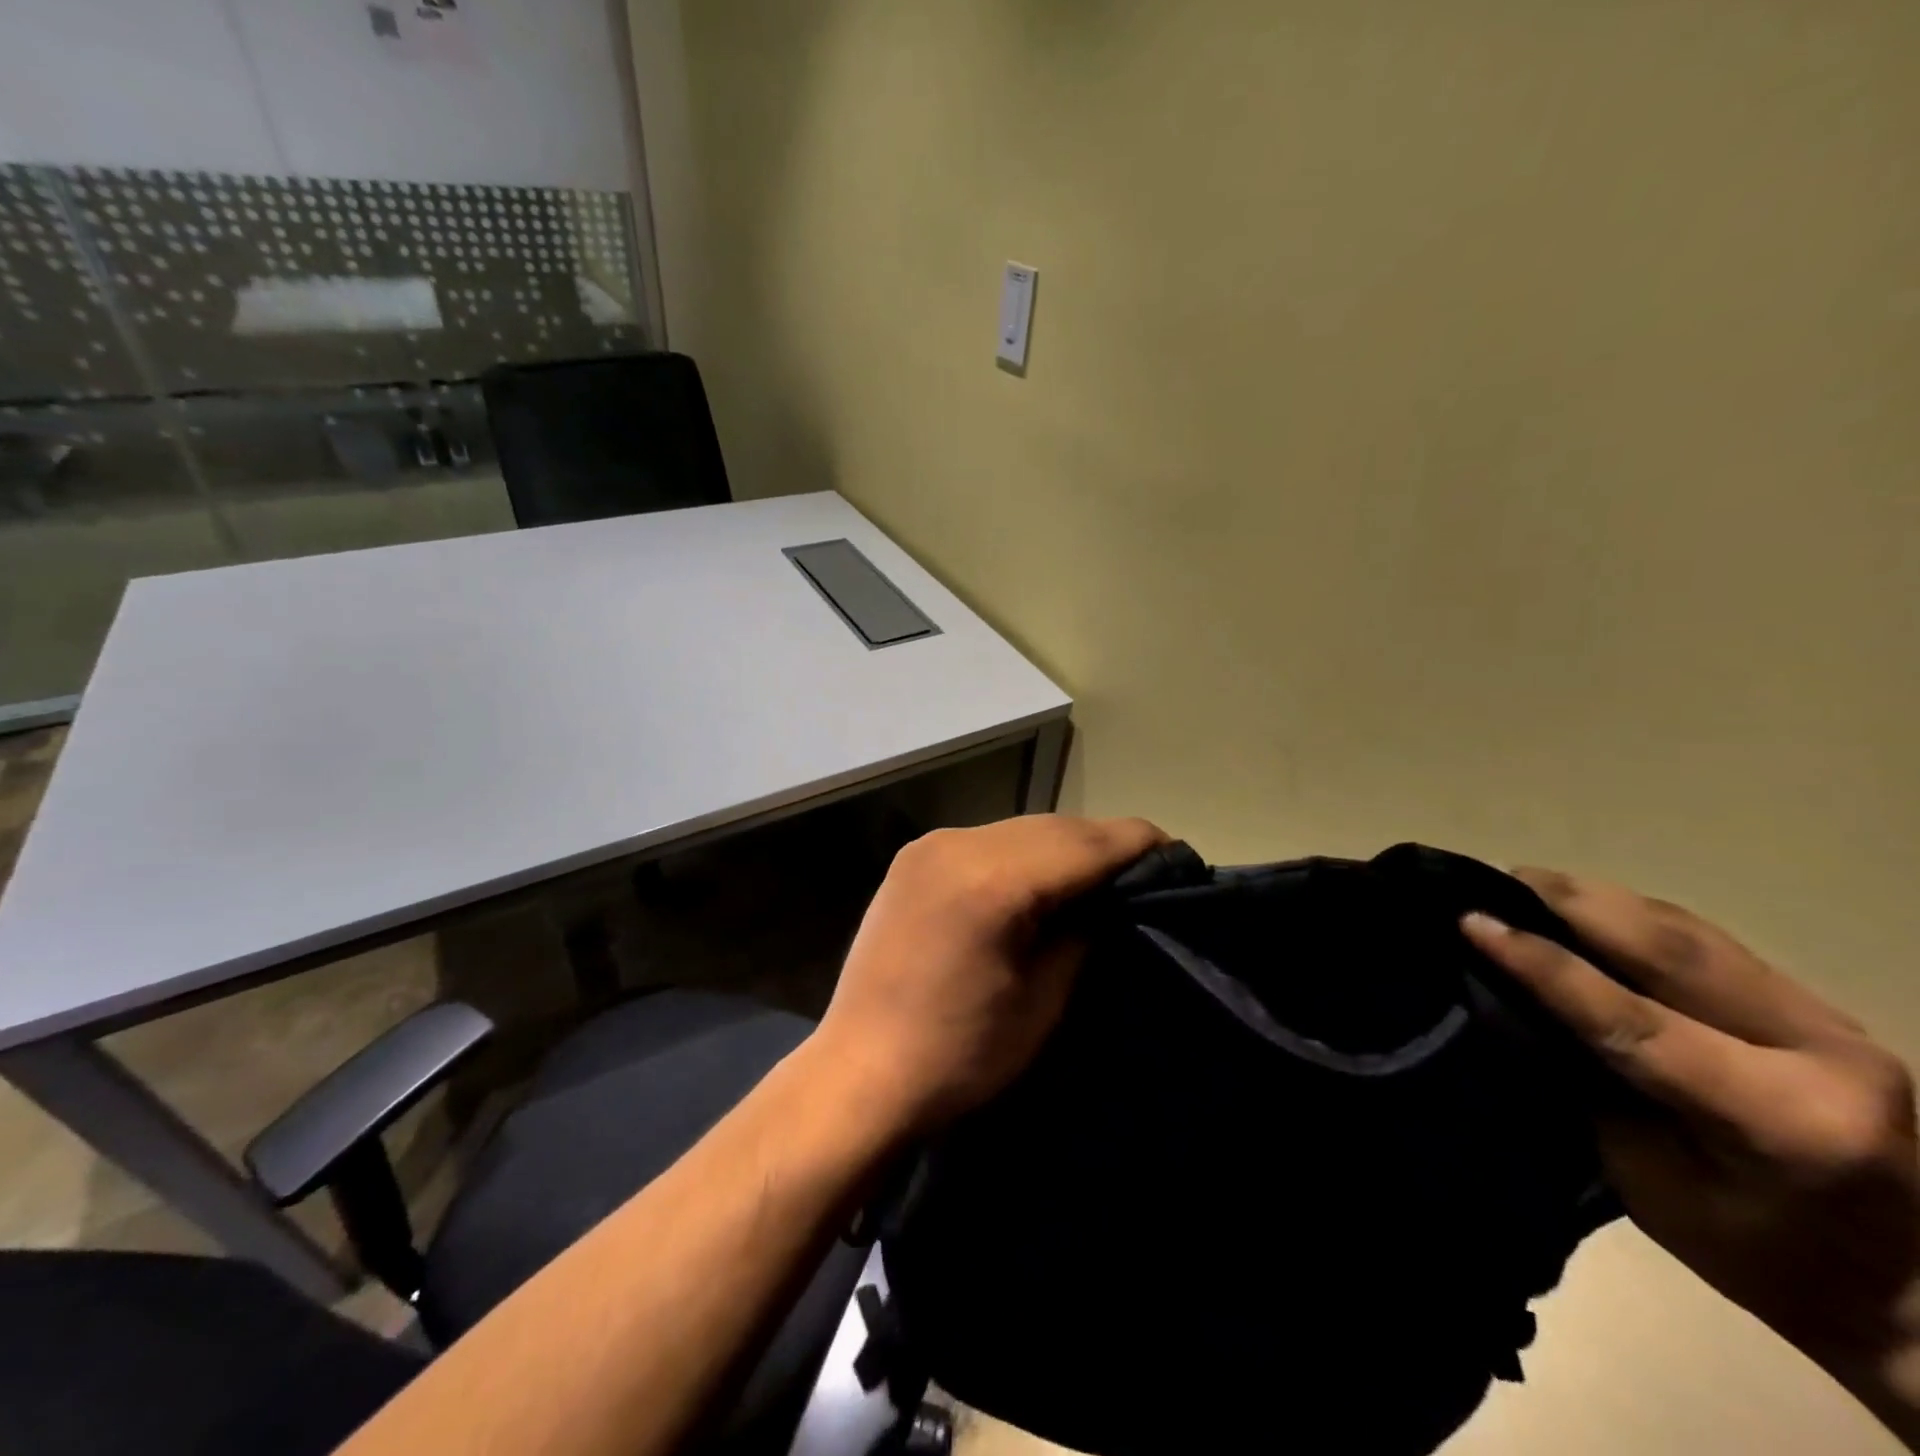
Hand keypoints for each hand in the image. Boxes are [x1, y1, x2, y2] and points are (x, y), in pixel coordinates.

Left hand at [812, 814, 1166, 1139]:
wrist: (859, 1073)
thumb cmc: (960, 1055)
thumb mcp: (1042, 1000)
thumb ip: (1083, 932)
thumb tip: (1110, 898)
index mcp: (993, 879)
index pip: (1085, 843)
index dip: (1138, 844)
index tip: (1177, 854)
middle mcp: (959, 843)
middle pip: (1054, 827)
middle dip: (1103, 844)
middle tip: (1143, 869)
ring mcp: (930, 844)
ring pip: (1020, 828)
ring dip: (1063, 846)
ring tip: (1097, 874)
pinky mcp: (914, 856)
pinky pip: (986, 840)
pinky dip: (1022, 853)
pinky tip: (1038, 878)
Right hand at [1462, 874, 1919, 1440]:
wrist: (1905, 1286)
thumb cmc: (1755, 1254)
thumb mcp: (1649, 1183)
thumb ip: (1588, 1087)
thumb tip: (1510, 1006)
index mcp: (1782, 1120)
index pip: (1634, 1020)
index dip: (1543, 966)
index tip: (1471, 924)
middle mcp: (1822, 1055)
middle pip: (1671, 951)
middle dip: (1572, 904)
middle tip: (1493, 879)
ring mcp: (1832, 1021)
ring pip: (1690, 932)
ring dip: (1598, 900)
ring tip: (1526, 881)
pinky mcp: (1819, 1006)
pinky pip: (1708, 941)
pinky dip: (1633, 915)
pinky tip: (1587, 905)